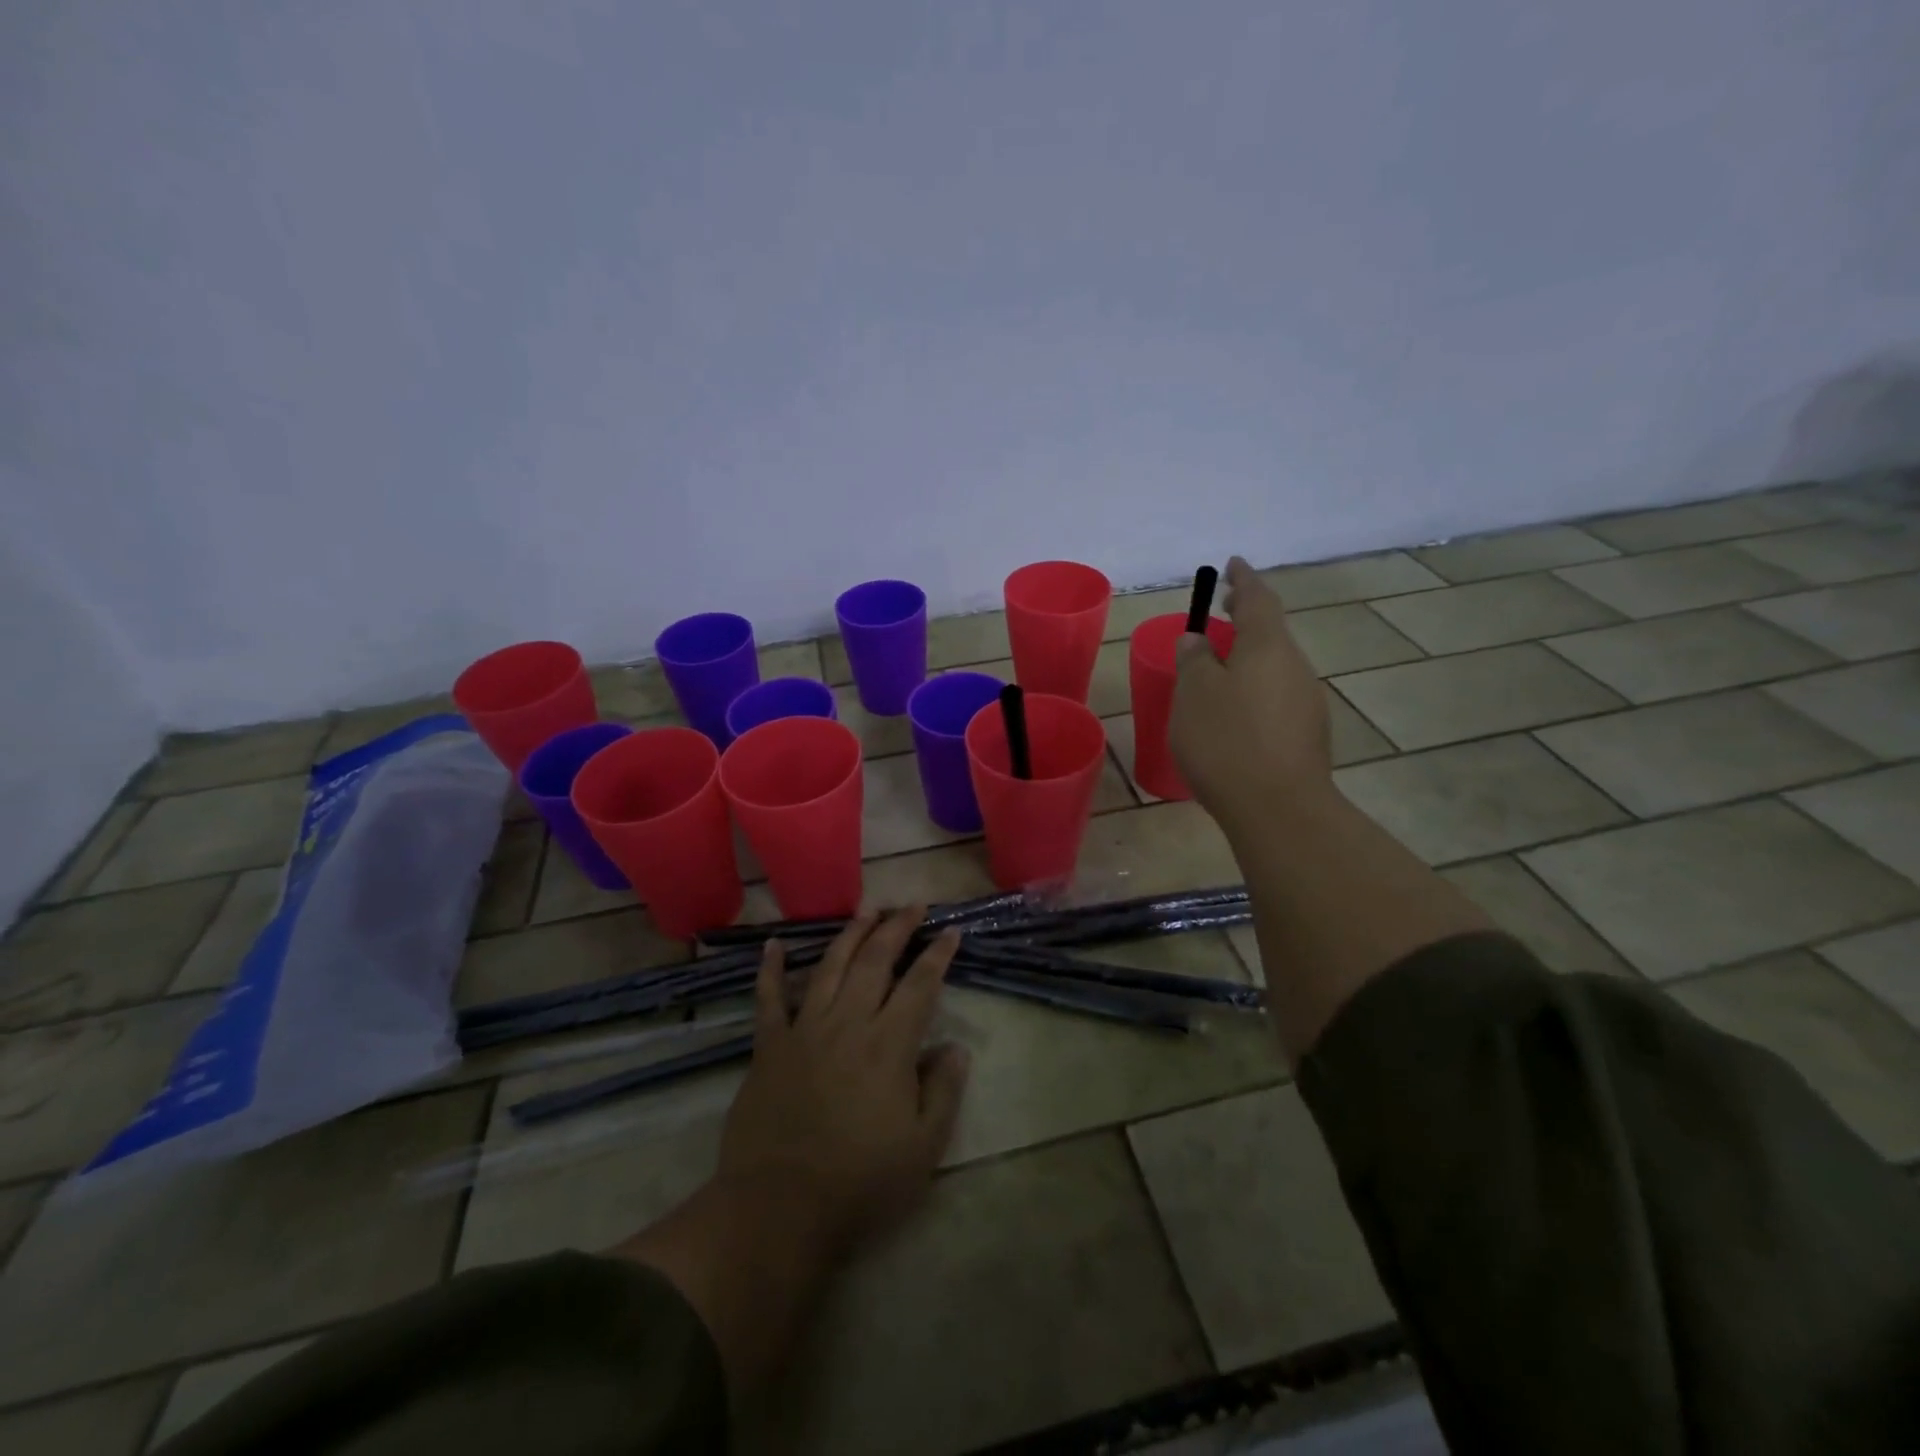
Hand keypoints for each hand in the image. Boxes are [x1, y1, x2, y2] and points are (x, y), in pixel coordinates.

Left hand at [717, 909, 970, 1261]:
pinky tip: (773, 944)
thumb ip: (943, 1091)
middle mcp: (848, 1023)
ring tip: (867, 911)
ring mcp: (804, 1030)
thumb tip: (955, 1047)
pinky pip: (769, 999)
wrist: (779, 1209)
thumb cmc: (860, 1183)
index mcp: (888, 1045)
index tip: (950, 931)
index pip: (920, 984)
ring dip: (850, 934)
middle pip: (876, 961)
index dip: (937, 954)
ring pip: (830, 966)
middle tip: (912, 905)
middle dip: (897, 928)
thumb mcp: (923, 1148)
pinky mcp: (769, 1047)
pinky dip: (770, 970)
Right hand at [1168, 556, 1332, 828]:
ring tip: (1220, 670)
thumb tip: (1198, 639)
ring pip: (1275, 667)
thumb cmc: (1227, 742)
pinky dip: (1256, 691)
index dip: (1243, 580)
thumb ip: (1194, 660)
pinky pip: (1278, 698)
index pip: (1258, 599)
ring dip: (1250, 659)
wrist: (1279, 809)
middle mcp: (1296, 667)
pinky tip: (1236, 715)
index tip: (1233, 564)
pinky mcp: (1308, 735)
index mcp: (1267, 647)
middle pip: (1271, 633)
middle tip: (1223, 613)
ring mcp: (1307, 702)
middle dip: (1247, 620)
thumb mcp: (1194, 695)